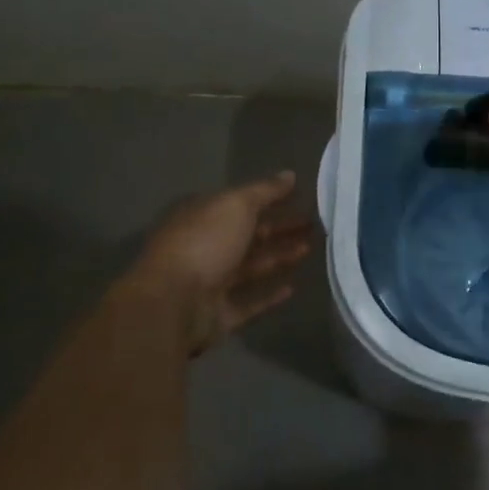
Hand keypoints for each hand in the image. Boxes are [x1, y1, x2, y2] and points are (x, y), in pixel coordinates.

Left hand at [123, 171, 313, 353]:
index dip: (271, 199)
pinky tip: (293, 288)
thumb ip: (265, 190)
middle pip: (249, 235)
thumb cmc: (204, 243)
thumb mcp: (236, 205)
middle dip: (281, 228)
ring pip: (251, 267)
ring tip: (310, 248)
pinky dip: (269, 295)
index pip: (241, 204)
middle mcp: (205, 247)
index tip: (302, 197)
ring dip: (279, 257)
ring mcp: (210, 283)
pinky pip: (249, 302)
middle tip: (315, 224)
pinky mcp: (219, 314)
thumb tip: (289, 175)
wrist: (174, 304)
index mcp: (202, 218)